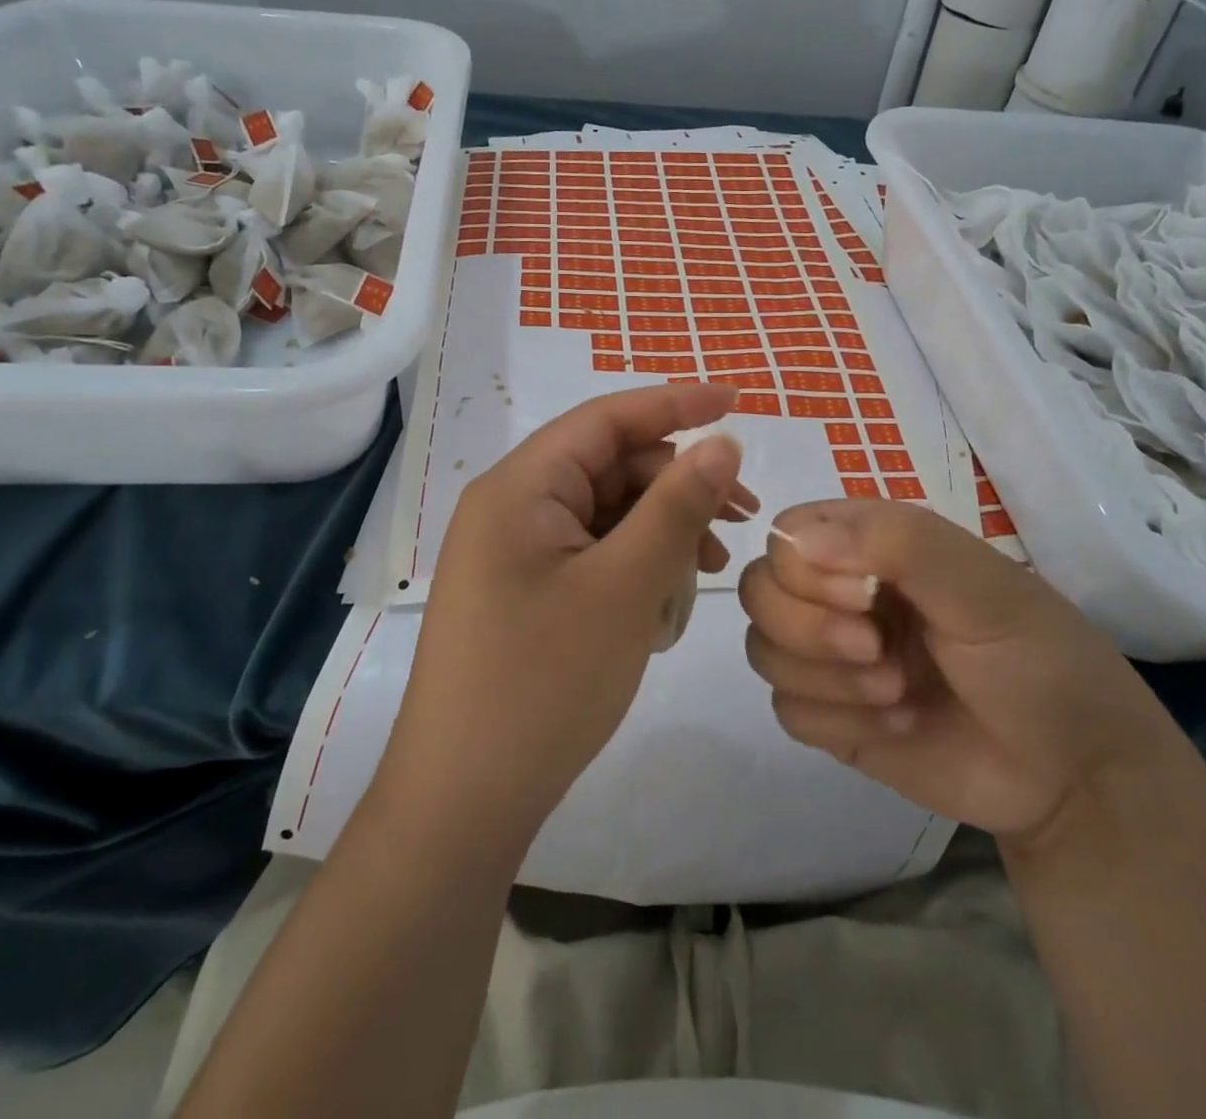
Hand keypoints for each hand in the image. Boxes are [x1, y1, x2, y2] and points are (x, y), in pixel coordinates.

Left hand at [378, 383, 753, 847]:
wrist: (463, 802)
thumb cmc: (544, 683)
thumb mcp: (625, 587)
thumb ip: (677, 506)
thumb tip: (722, 442)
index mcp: (520, 487)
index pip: (605, 419)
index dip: (675, 404)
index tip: (737, 402)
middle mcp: (511, 507)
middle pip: (609, 467)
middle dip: (677, 484)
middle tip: (742, 518)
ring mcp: (514, 552)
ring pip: (605, 513)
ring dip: (662, 529)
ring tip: (712, 568)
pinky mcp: (524, 591)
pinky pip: (591, 553)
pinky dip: (635, 563)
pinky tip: (668, 597)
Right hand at [737, 500, 1175, 845]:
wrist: (1074, 775)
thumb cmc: (1036, 659)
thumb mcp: (983, 586)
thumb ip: (898, 544)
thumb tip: (793, 540)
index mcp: (870, 547)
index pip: (785, 535)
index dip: (802, 568)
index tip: (863, 598)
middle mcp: (839, 593)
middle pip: (759, 592)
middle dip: (808, 629)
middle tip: (878, 652)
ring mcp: (832, 657)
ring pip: (763, 651)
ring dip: (828, 679)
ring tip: (899, 693)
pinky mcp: (832, 717)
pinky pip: (787, 710)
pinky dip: (838, 721)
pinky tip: (897, 727)